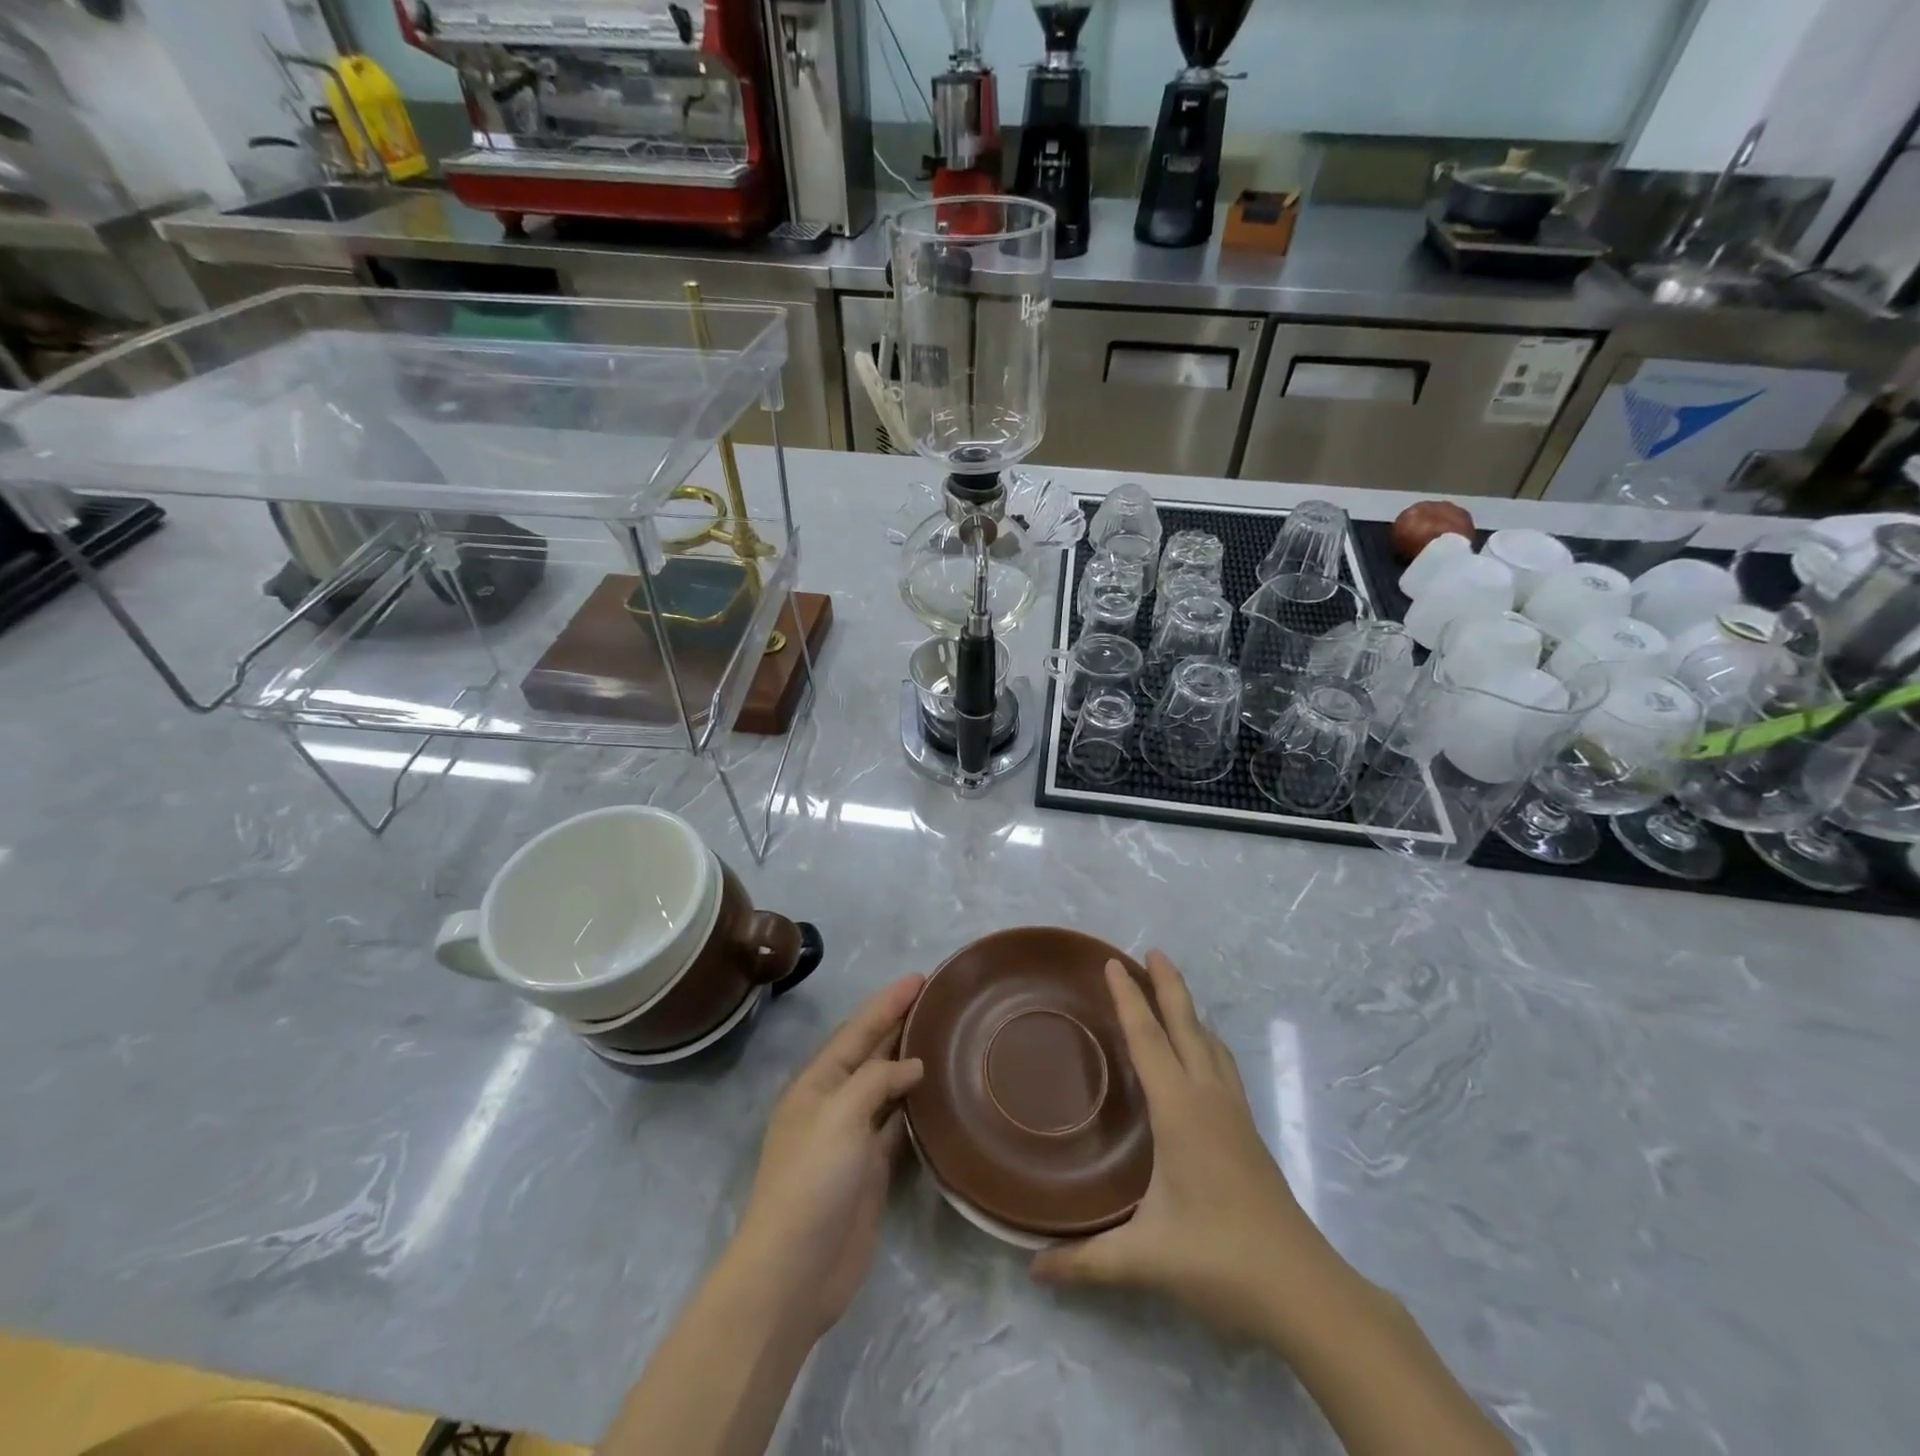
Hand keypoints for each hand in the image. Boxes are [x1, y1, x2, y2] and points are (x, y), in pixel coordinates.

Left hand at [735, 975, 925, 1339]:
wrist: (795, 1272)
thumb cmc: (811, 1182)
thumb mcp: (838, 1116)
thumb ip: (875, 1081)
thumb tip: (911, 1066)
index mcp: (817, 1084)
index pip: (858, 1031)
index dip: (887, 1003)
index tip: (920, 978)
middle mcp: (834, 1104)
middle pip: (872, 1054)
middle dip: (899, 1024)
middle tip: (938, 1000)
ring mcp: (852, 1139)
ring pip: (887, 1088)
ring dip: (910, 1062)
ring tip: (944, 1037)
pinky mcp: (871, 1171)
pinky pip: (897, 1125)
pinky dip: (916, 1106)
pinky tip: (938, 1093)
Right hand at [1031, 951, 1325, 1340]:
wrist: (1304, 1288)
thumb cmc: (1221, 1259)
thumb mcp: (1146, 1259)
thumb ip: (1087, 1262)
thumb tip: (1033, 1268)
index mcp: (1179, 1111)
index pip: (1148, 1040)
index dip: (1129, 999)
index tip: (1112, 963)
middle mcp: (1208, 1099)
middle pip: (1186, 1026)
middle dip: (1168, 986)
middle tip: (1152, 951)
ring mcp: (1234, 1113)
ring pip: (1210, 1043)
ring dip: (1190, 1011)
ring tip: (1173, 992)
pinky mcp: (1247, 1131)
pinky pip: (1223, 1065)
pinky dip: (1206, 1042)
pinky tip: (1203, 1053)